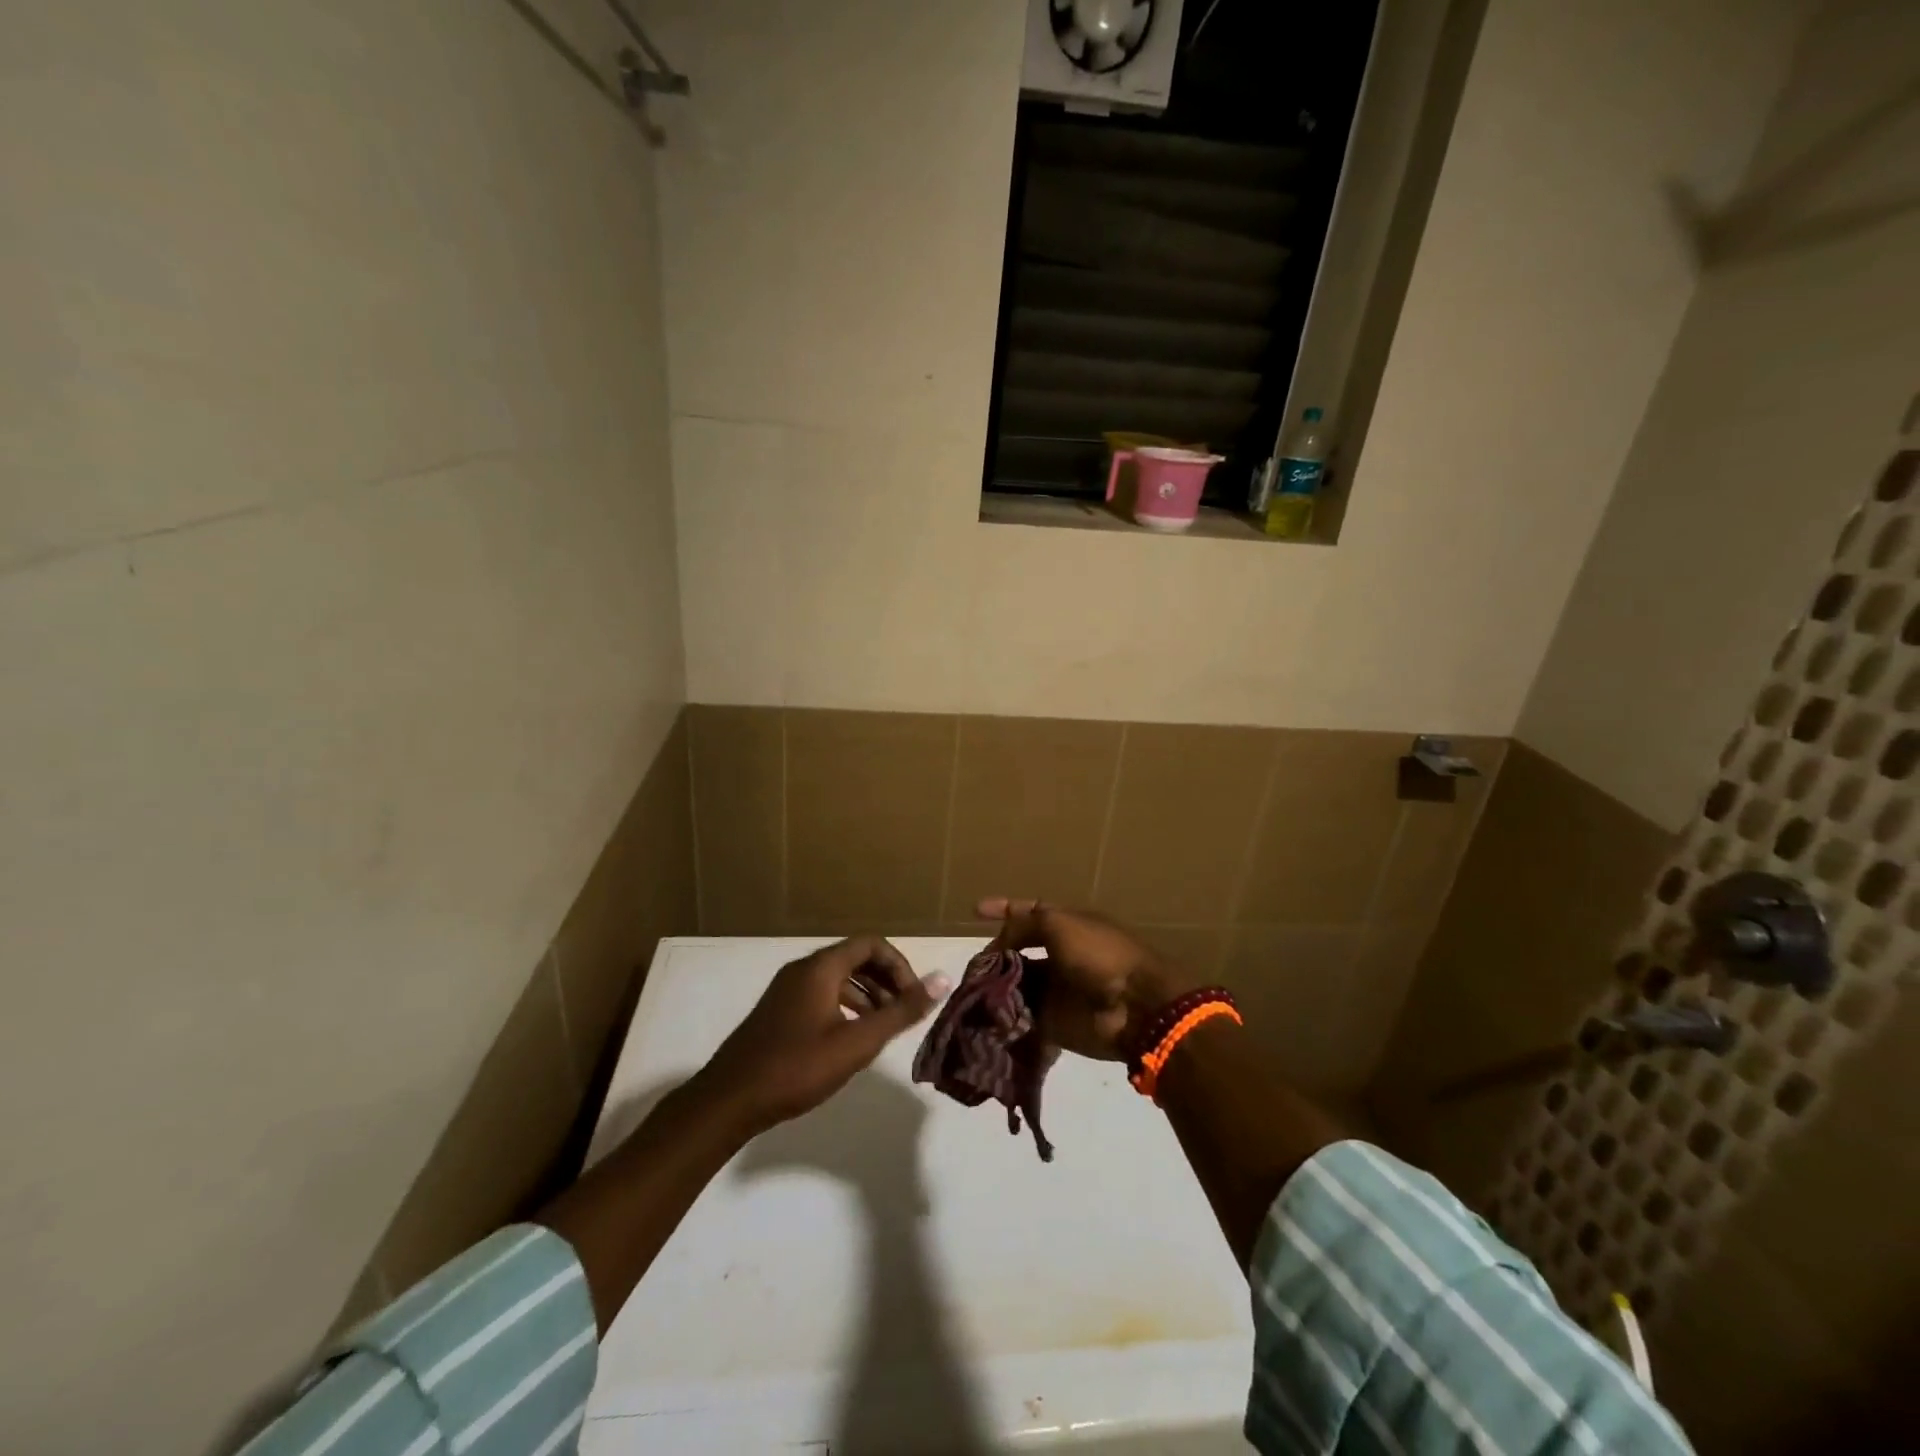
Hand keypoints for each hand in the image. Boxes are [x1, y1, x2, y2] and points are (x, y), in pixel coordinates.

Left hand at [692, 936, 946, 1135]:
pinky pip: (822, 994)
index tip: (914, 998)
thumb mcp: (857, 1043)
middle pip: (856, 958)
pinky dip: (846, 1007)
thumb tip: (942, 980)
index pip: (872, 944)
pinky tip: (852, 1039)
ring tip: (885, 1028)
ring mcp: (787, 990)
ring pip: (839, 978)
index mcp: (821, 967)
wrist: (729, 1101)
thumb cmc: (796, 1068)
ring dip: (868, 996)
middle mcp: (803, 969)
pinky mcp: (779, 1011)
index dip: (900, 966)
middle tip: (905, 1013)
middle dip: (886, 981)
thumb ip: (900, 1012)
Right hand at [976, 898, 1195, 1061]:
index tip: (974, 910)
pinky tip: (982, 1012)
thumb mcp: (1059, 924)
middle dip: (994, 955)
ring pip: (1016, 983)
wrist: (1134, 1007)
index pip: (1030, 912)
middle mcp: (1061, 955)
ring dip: (995, 985)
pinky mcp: (1053, 1022)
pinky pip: (1022, 1015)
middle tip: (972, 965)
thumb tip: (998, 945)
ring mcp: (1057, 989)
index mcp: (1068, 925)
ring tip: (971, 989)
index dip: (1003, 909)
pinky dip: (1003, 1014)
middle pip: (1018, 951)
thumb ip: (1024, 924)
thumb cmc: (1099, 955)